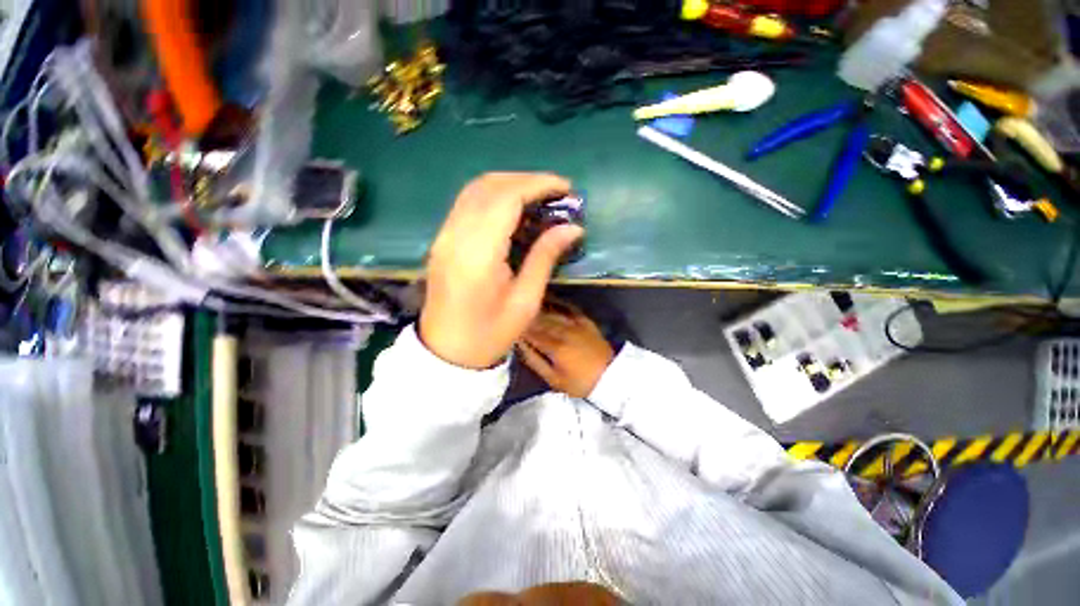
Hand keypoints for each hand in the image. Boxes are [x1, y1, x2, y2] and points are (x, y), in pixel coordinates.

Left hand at [420, 173, 583, 368]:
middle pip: (489, 186)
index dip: (537, 184)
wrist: (447, 353)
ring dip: (508, 185)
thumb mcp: (526, 301)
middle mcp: (455, 236)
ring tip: (538, 197)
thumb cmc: (490, 334)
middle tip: (555, 192)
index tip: (565, 187)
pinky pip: (466, 204)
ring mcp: (443, 236)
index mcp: (478, 254)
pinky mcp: (441, 241)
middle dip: (525, 180)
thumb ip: (545, 257)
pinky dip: (492, 197)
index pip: (506, 198)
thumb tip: (573, 228)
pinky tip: (512, 209)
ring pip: (475, 190)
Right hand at [517, 301, 613, 397]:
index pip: (531, 334)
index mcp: (554, 347)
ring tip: (526, 306)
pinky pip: (569, 309)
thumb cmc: (580, 383)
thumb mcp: (554, 379)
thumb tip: (520, 347)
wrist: (611, 376)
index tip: (508, 325)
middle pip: (540, 321)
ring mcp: (575, 325)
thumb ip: (535, 361)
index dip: (519, 329)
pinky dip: (558, 304)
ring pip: (552, 313)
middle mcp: (563, 331)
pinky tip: (549, 299)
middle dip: (526, 318)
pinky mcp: (585, 321)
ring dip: (538, 309)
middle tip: (514, 313)